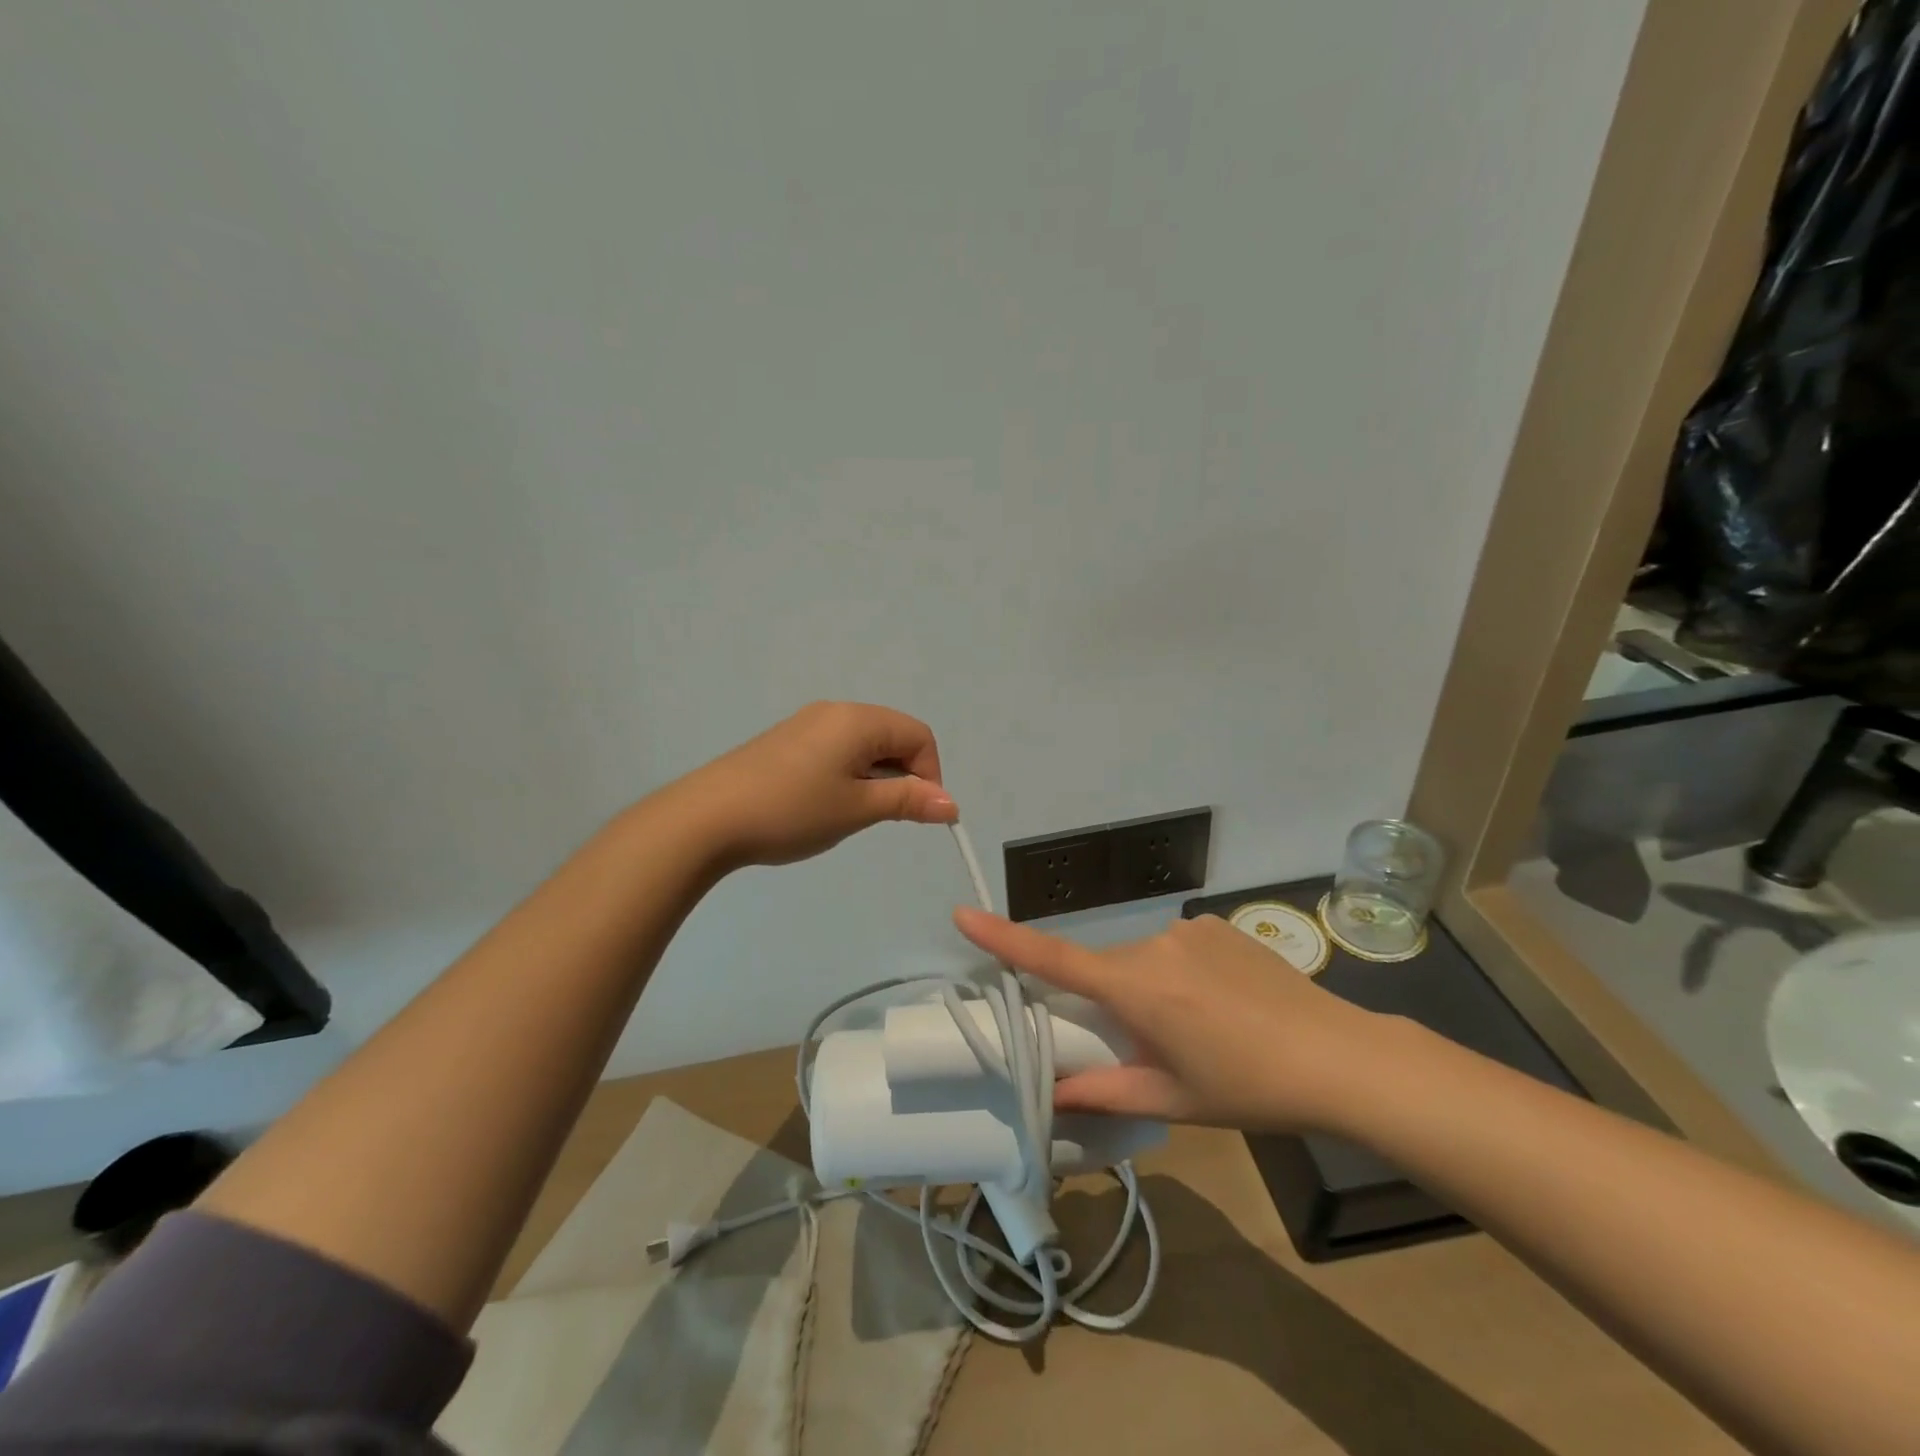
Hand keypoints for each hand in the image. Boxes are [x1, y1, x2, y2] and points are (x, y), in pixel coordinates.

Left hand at [682, 702, 956, 868]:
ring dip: (875, 777)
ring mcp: (808, 723)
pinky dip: (848, 774)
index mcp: (859, 720)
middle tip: (883, 816)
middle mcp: (836, 711)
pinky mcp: (787, 741)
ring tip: (851, 813)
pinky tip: (825, 804)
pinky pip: (837, 749)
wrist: (707, 818)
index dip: (930, 775)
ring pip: (864, 745)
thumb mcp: (857, 808)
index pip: (919, 736)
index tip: (917, 813)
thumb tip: (951, 804)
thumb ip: (907, 800)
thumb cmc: (792, 811)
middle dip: (902, 775)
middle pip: (893, 736)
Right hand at [952, 907, 1396, 1133]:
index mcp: (1136, 987)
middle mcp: (1153, 944)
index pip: (1054, 959)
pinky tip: (1223, 1005)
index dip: (1004, 938)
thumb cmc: (1248, 1086)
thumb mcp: (1172, 1099)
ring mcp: (1188, 929)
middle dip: (1112, 1003)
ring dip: (1151, 990)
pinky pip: (1177, 948)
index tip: (962, 913)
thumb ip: (1104, 1093)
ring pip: (1143, 960)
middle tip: (1153, 1047)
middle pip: (1106, 969)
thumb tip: (1051, 1094)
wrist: (1339, 1057)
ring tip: (1201, 1030)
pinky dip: (1181, 974)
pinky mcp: (1217, 925)